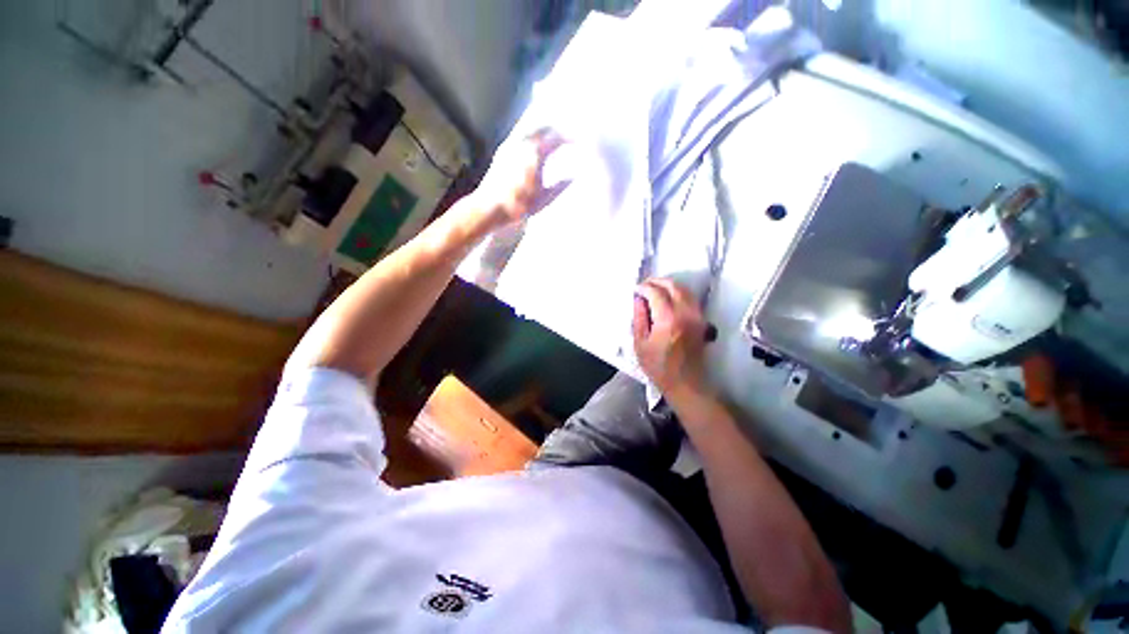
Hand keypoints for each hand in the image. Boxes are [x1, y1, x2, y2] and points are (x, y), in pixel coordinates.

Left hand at [471, 128, 567, 228]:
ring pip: (531, 130)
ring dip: (544, 132)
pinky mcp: (502, 151)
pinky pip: (521, 136)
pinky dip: (533, 137)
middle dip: (558, 130)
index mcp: (535, 154)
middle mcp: (522, 144)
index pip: (557, 138)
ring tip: (553, 139)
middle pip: (544, 128)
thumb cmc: (518, 205)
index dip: (570, 137)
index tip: (580, 141)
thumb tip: (573, 177)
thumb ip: (560, 186)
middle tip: (568, 136)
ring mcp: (510, 145)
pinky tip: (535, 147)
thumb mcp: (543, 200)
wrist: (489, 207)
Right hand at [632, 278, 708, 400]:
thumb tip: (638, 300)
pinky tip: (668, 299)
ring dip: (669, 285)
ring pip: (685, 290)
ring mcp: (697, 316)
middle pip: (673, 285)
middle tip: (645, 286)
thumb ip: (639, 318)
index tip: (636, 290)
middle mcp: (686, 313)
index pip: (656, 292)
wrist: (686, 383)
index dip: (644, 288)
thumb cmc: (659, 367)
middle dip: (657, 281)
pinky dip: (679, 293)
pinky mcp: (701, 321)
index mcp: (668, 319)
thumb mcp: (640, 344)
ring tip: (655, 290)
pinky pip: (691, 299)